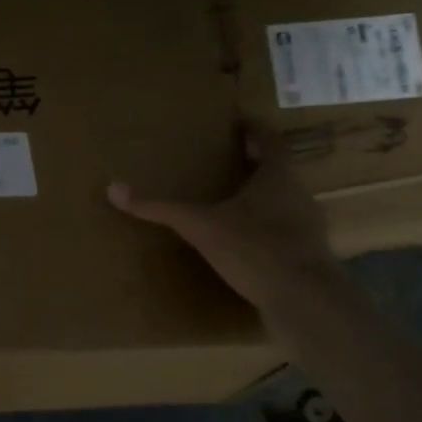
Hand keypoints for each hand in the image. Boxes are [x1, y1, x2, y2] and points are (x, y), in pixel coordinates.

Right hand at [108, 124, 341, 312]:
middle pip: (277, 170)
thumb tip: (113, 189)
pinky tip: (244, 242)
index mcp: (277, 177)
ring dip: (261, 197)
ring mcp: (308, 226)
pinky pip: (284, 231)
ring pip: (283, 201)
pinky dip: (265, 228)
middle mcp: (298, 195)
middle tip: (227, 159)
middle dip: (253, 163)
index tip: (238, 120)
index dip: (254, 128)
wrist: (305, 300)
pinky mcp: (307, 256)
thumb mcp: (199, 226)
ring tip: (231, 201)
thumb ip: (160, 209)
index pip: (269, 140)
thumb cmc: (254, 248)